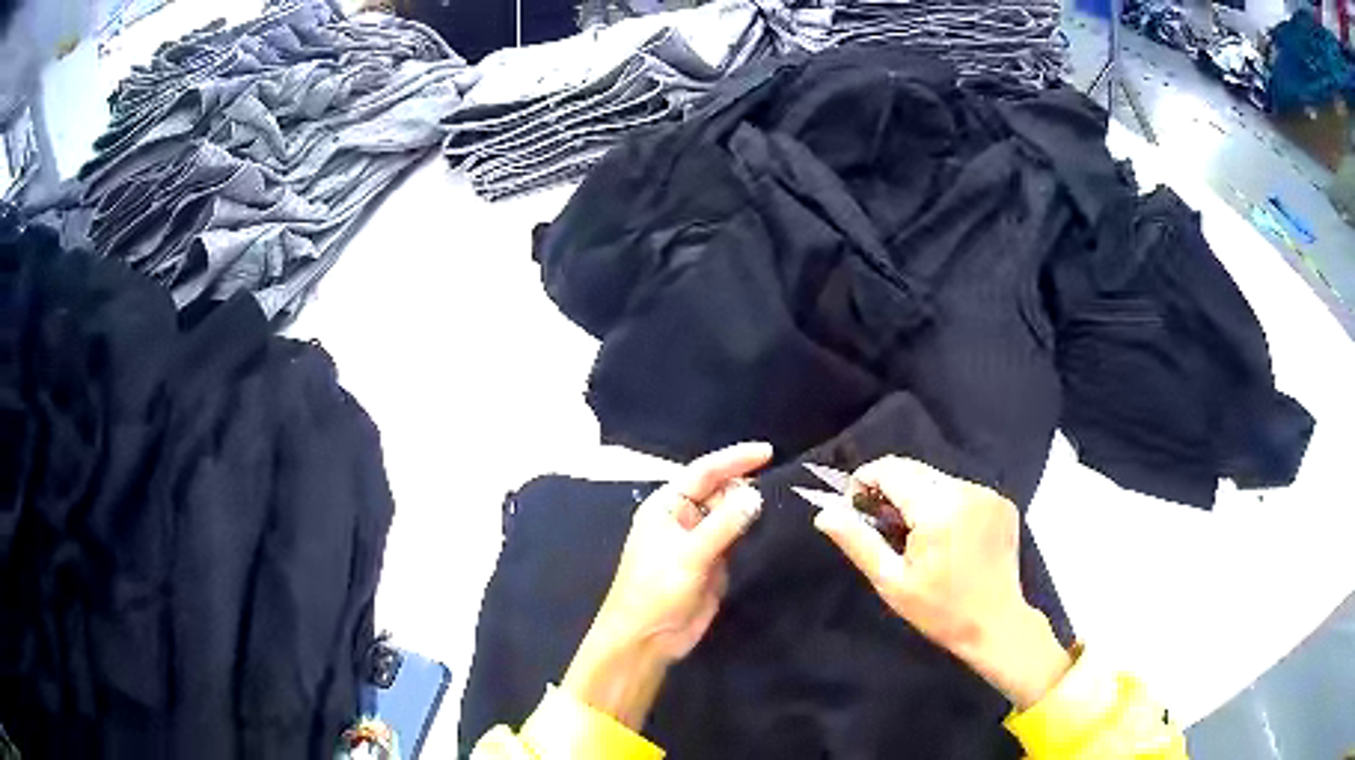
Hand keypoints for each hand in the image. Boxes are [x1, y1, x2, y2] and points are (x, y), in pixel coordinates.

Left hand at [562, 442, 771, 727]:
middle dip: (747, 483)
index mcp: (667, 506)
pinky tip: (775, 524)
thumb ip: (724, 524)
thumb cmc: (656, 590)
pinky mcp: (713, 563)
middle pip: (719, 491)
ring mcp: (699, 541)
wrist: (647, 638)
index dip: (735, 459)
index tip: (769, 452)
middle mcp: (683, 518)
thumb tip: (755, 495)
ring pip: (729, 514)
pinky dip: (752, 530)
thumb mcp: (690, 554)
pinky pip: (735, 538)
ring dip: (751, 507)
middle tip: (787, 478)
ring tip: (788, 495)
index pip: (704, 472)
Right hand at [813, 456, 1071, 709]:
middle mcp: (966, 490)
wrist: (995, 624)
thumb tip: (825, 513)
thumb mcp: (892, 582)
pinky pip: (961, 491)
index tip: (855, 506)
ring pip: (938, 479)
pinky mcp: (1002, 502)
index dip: (866, 480)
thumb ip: (858, 542)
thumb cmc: (939, 610)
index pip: (892, 470)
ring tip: (914, 535)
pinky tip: (945, 537)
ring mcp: (988, 494)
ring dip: (918, 497)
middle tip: (882, 525)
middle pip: (916, 470)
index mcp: (938, 508)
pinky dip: (945, 504)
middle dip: (891, 489)